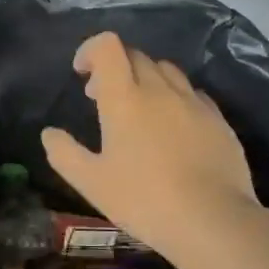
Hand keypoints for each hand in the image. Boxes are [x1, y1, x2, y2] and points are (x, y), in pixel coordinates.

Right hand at [41, 32, 263, 262]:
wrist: (212, 221)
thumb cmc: (143, 199)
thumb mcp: (91, 183)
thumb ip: (64, 153)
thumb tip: (50, 133)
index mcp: (125, 98)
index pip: (108, 47)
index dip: (91, 50)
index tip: (82, 72)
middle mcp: (160, 90)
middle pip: (136, 56)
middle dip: (115, 67)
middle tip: (102, 97)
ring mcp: (193, 103)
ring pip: (167, 70)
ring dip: (146, 78)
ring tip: (139, 108)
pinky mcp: (219, 120)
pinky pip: (192, 93)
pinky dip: (175, 97)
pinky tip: (173, 126)